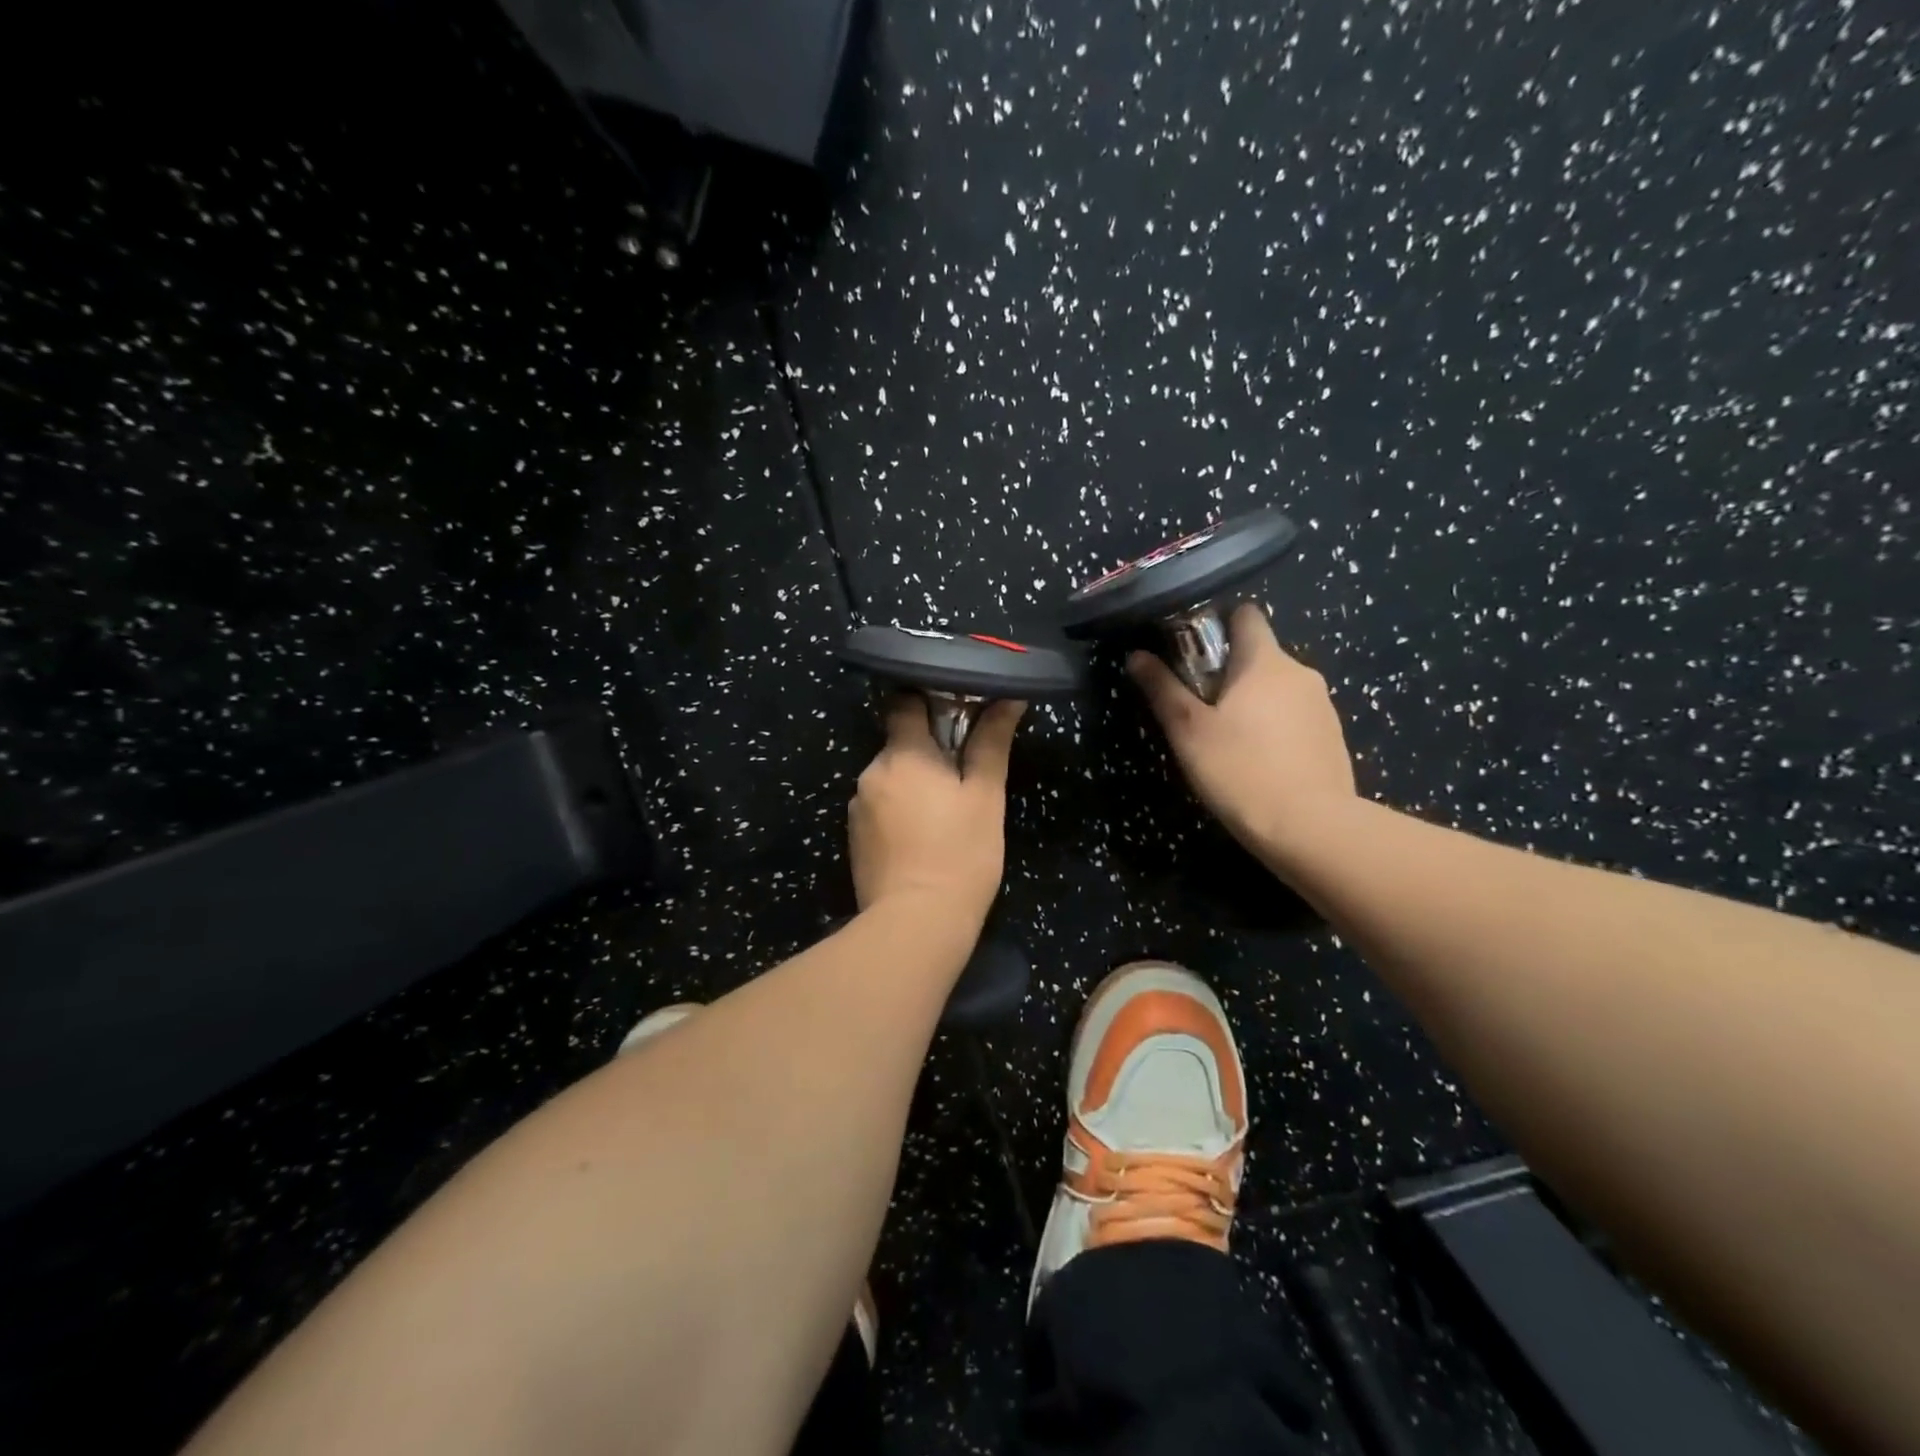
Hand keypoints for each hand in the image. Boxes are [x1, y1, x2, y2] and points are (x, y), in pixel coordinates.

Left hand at [848, 696, 1024, 925]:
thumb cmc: (962, 854)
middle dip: (927, 754)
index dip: (929, 702)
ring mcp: (858, 807)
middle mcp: (871, 772)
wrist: (917, 924)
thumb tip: (1008, 698)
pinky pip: (880, 809)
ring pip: (890, 779)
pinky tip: (922, 839)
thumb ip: (991, 742)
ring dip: (913, 785)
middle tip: (962, 779)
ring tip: (944, 816)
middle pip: (899, 745)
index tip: (957, 717)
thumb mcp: (986, 796)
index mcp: (902, 754)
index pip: (905, 703)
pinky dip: (899, 812)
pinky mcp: (854, 838)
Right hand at [1128, 603, 1356, 861]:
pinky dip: (1274, 727)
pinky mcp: (1332, 738)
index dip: (1216, 625)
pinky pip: (1295, 717)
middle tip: (1197, 708)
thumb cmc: (1241, 771)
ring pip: (1276, 688)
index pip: (1245, 614)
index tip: (1190, 654)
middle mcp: (1301, 672)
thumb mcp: (1189, 731)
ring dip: (1251, 702)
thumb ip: (1162, 689)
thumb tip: (1137, 655)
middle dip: (1227, 672)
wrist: (1312, 829)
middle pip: (1258, 655)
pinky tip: (1257, 762)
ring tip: (1226, 741)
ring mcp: (1323, 706)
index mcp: (1265, 661)